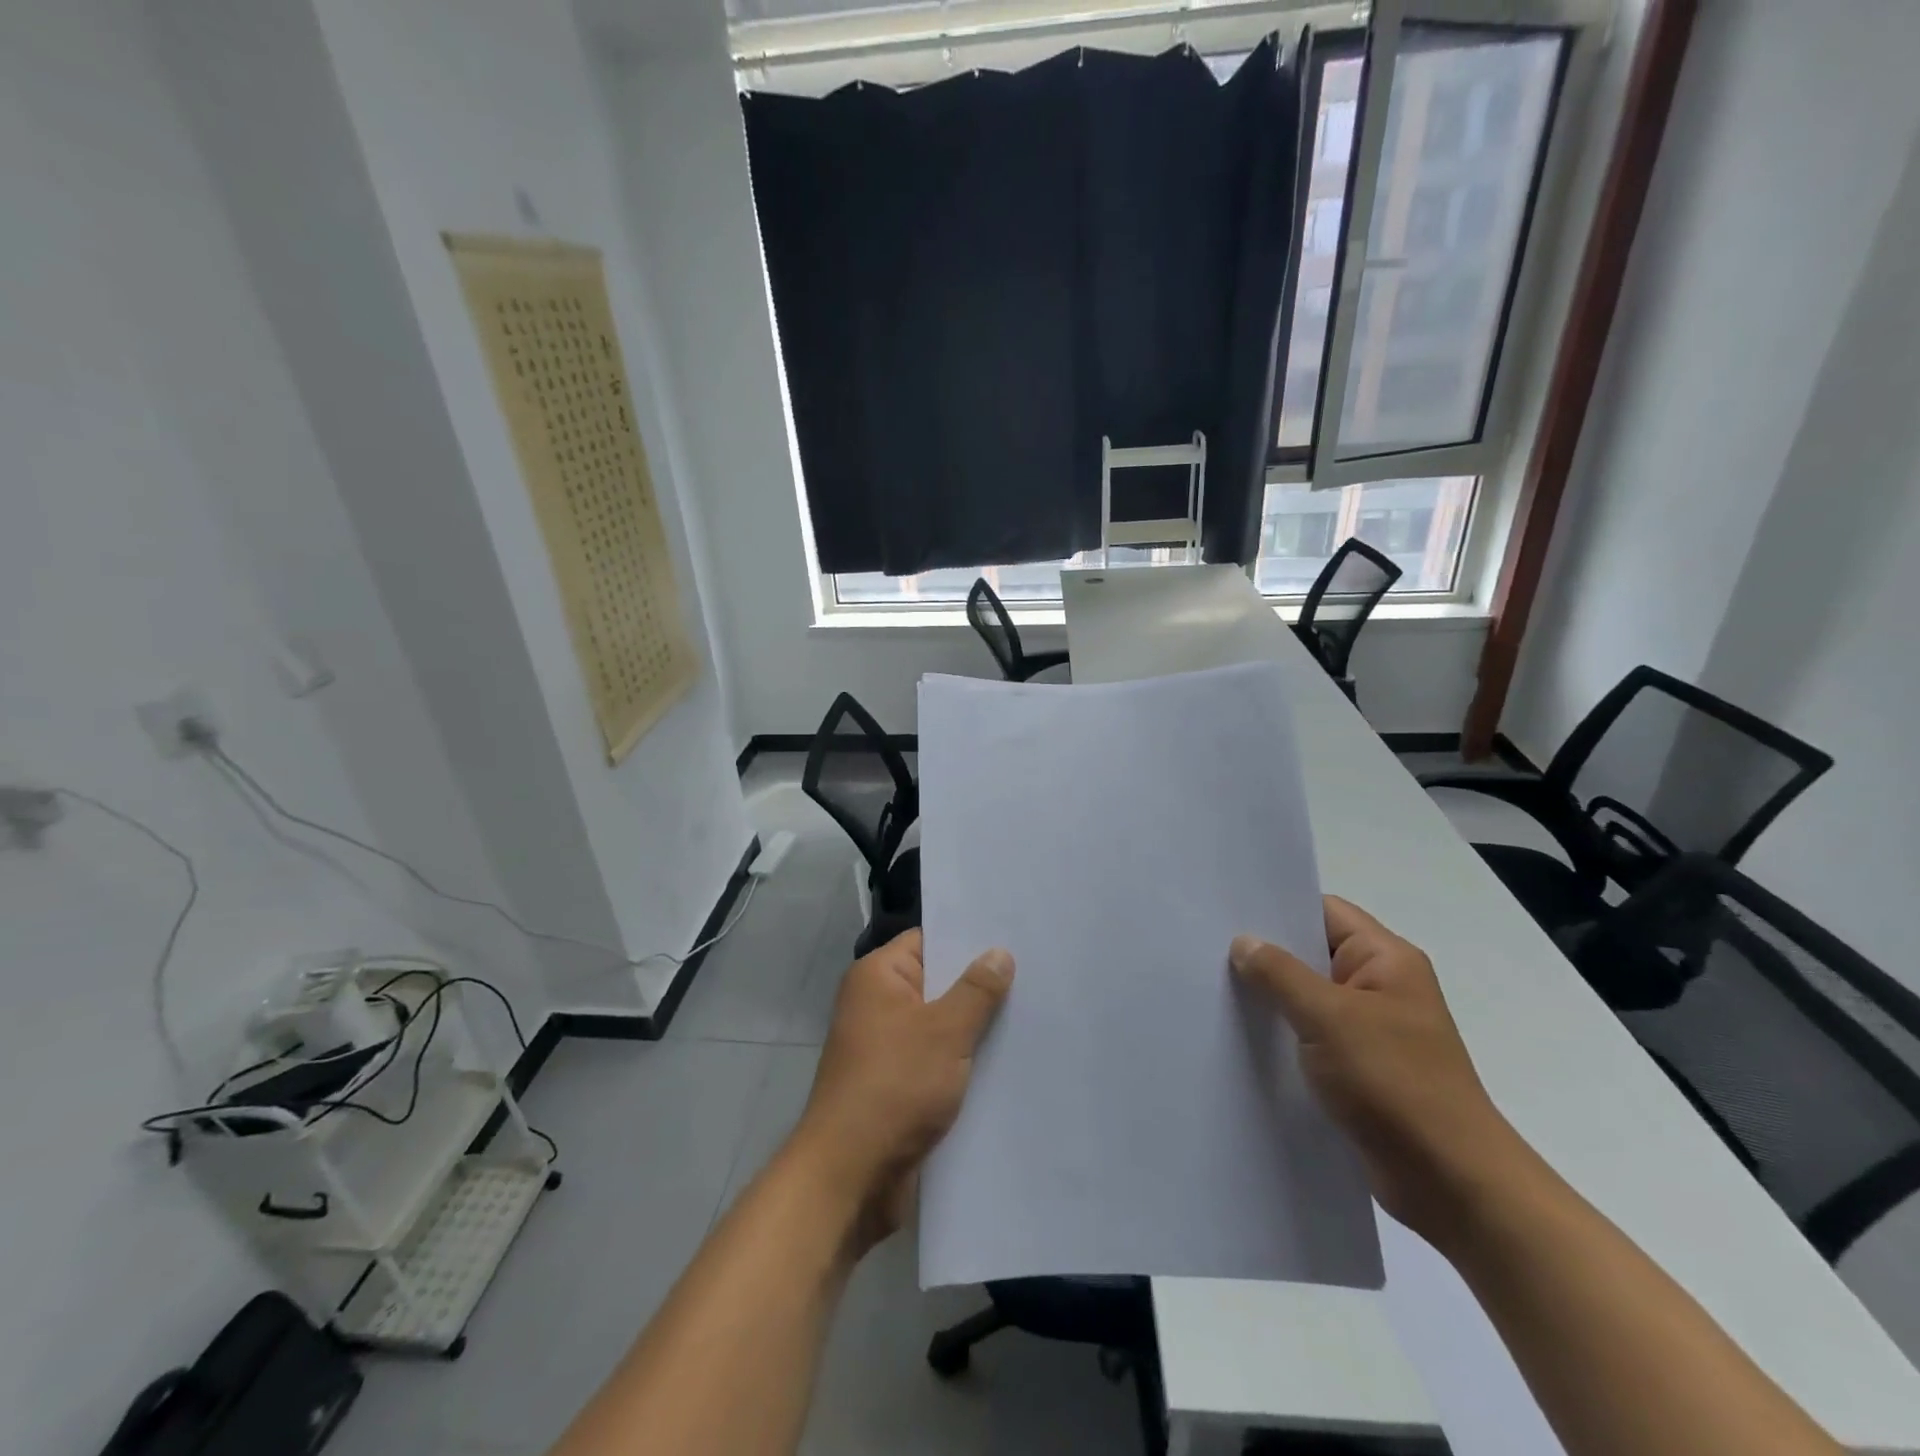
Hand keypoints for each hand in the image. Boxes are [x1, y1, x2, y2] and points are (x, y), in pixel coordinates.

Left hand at [787, 929, 1013, 1254]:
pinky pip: (938, 1057)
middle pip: (938, 981)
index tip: (1014, 936)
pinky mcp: (898, 1083)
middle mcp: (879, 1004)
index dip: (969, 938)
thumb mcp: (944, 1032)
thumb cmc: (894, 1086)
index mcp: (879, 977)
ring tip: (1033, 1014)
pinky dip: (965, 1059)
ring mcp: (887, 1045)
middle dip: (981, 984)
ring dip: (976, 1026)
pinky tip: (1008, 1059)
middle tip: (1035, 974)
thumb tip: (999, 952)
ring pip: (942, 1023)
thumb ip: (976, 990)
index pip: (929, 940)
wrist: (850, 1176)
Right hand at [1231, 897, 1526, 1249]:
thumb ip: (1280, 974)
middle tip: (1206, 949)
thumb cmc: (1395, 1084)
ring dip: (1270, 998)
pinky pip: (1311, 1036)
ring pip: (1308, 997)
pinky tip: (1240, 1037)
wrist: (1452, 1184)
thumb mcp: (1329, 1017)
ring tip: (1213, 989)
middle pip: (1312, 953)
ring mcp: (1370, 1029)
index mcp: (1386, 960)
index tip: (1226, 912)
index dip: (1277, 908)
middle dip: (1265, 954)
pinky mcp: (1359, 1069)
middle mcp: (1380, 986)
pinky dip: (1281, 1034)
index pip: (1324, 912)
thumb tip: (1243, 942)